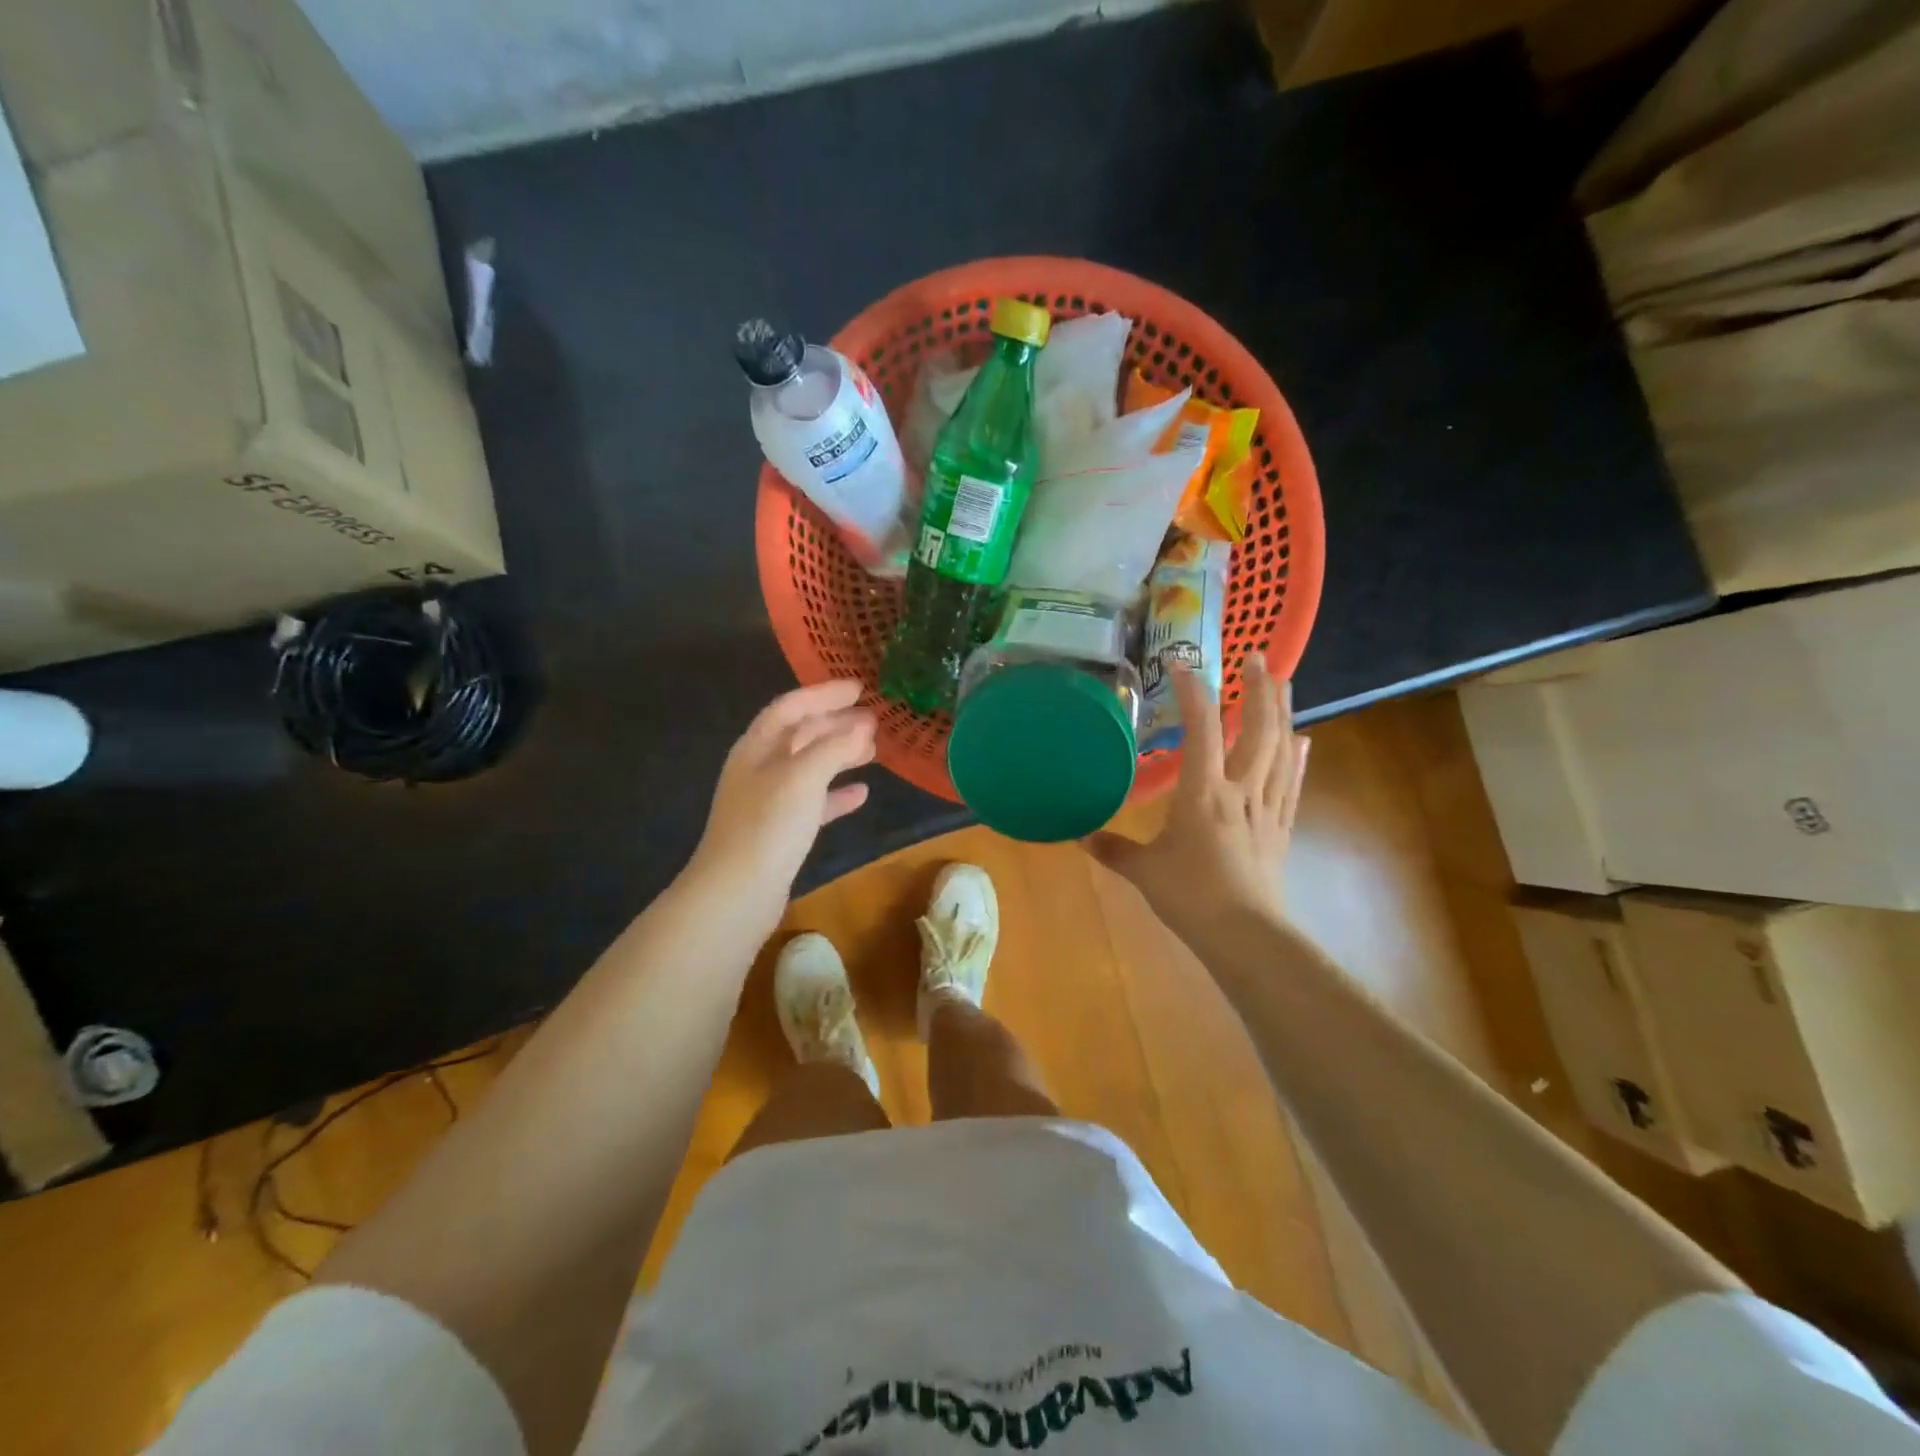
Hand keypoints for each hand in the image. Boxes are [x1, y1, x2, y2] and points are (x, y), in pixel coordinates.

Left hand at [685, 680, 876, 929]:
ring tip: (873, 750)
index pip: (791, 707)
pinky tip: (862, 794)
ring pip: (809, 767)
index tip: (859, 687)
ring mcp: (769, 801)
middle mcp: (760, 768)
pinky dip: (836, 794)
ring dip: (839, 755)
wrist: (737, 892)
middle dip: (836, 724)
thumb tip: (863, 726)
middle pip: (800, 735)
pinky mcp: (780, 831)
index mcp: (757, 747)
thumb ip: (834, 747)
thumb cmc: (769, 824)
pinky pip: (813, 802)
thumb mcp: (803, 776)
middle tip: (874, 719)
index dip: (824, 694)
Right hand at [1086, 657, 1308, 946]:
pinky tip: (1304, 741)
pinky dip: (1298, 759)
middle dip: (1258, 690)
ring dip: (1282, 713)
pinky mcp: (1281, 829)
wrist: (1245, 935)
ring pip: (1281, 751)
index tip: (1185, 664)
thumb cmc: (1190, 897)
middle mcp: (1239, 790)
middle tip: (1258, 656)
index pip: (1201, 731)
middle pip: (1256, 731)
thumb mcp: (1143, 872)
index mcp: (1203, 794)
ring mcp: (1265, 808)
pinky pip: (1292, 786)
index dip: (1194, 694)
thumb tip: (1080, 837)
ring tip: (1285, 682)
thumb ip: (1114, 850)